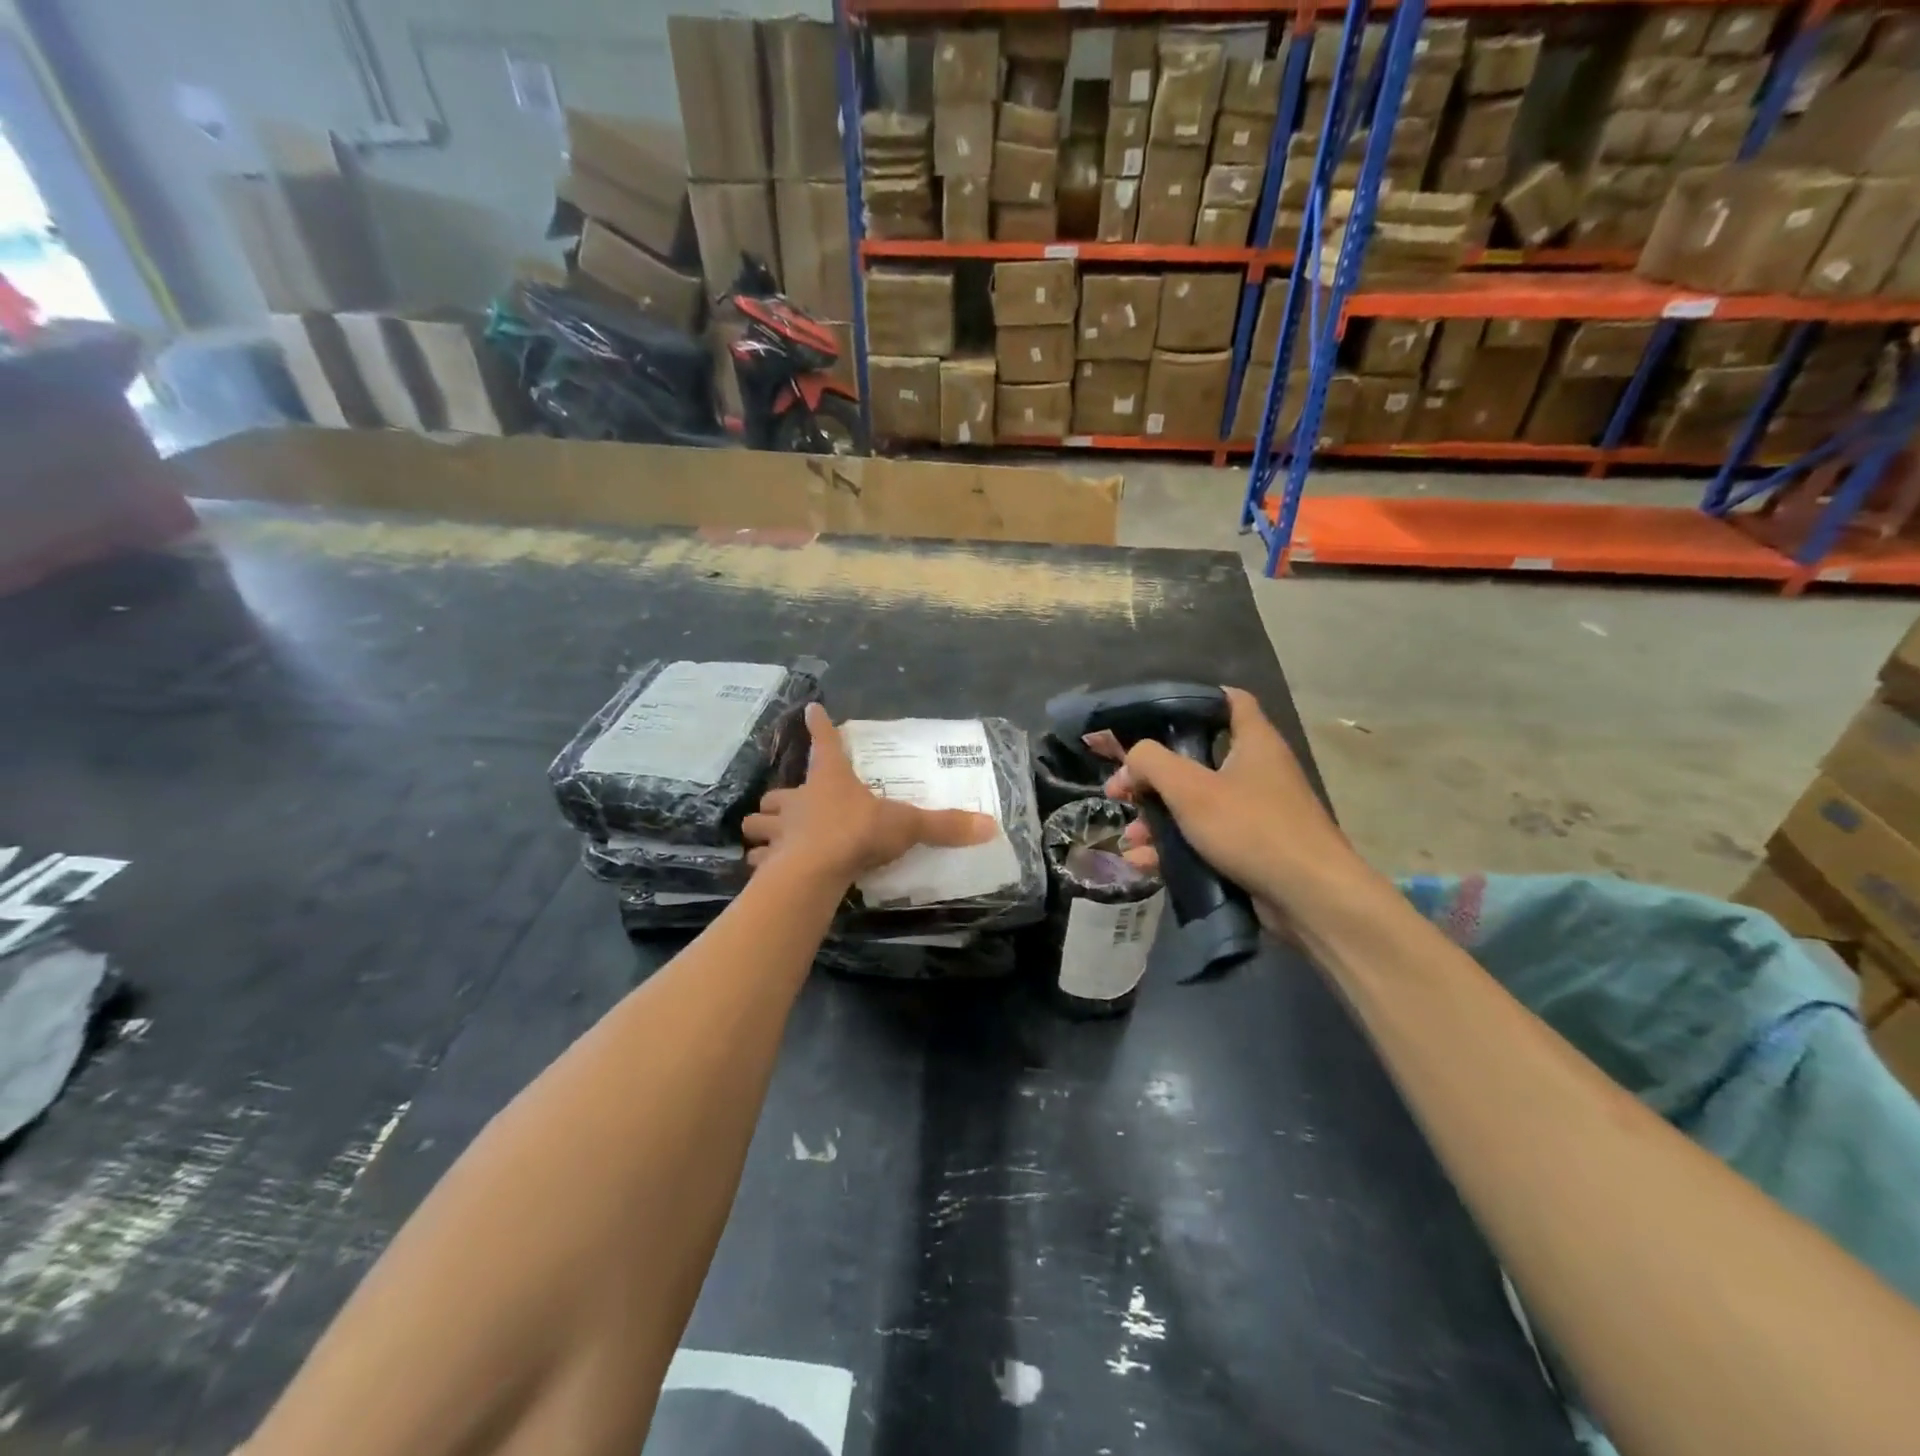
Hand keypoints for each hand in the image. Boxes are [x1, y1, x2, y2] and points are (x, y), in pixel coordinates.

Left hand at [742, 704, 996, 883]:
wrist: (816, 870)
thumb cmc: (858, 833)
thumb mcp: (906, 825)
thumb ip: (944, 825)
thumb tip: (990, 826)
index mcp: (830, 781)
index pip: (824, 743)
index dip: (819, 726)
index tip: (811, 710)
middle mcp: (799, 801)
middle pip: (778, 791)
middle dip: (780, 797)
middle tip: (789, 805)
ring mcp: (778, 831)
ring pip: (758, 822)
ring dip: (763, 828)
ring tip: (772, 837)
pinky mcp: (768, 862)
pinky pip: (757, 859)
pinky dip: (761, 862)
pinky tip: (767, 869)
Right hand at [1098, 687, 1367, 929]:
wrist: (1309, 898)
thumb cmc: (1251, 828)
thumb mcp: (1190, 789)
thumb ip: (1151, 763)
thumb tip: (1130, 762)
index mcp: (1254, 742)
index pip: (1230, 700)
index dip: (1194, 699)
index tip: (1155, 714)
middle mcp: (1258, 771)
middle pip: (1197, 761)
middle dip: (1154, 779)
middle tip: (1123, 792)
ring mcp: (1256, 813)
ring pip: (1196, 806)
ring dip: (1157, 820)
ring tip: (1130, 839)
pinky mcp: (1252, 849)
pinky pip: (1205, 840)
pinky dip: (1175, 848)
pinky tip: (1144, 864)